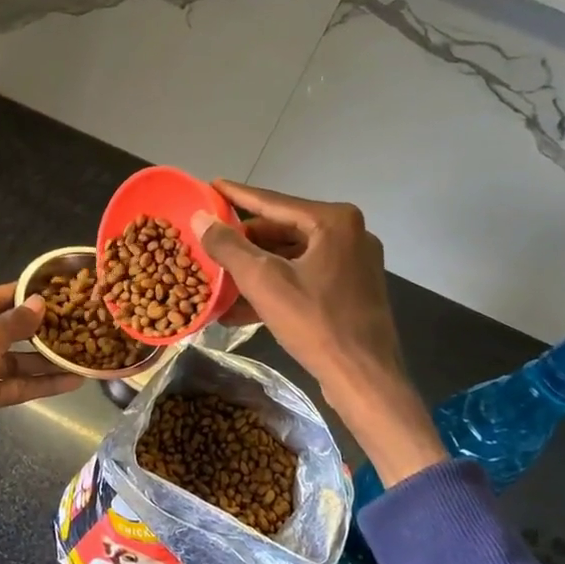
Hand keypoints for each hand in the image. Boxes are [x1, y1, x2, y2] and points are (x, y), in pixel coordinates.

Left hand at [0, 283, 82, 478]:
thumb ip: (12, 323)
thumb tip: (40, 303)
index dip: (22, 295)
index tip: (56, 290)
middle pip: (3, 329)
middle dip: (38, 329)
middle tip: (75, 321)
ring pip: (12, 359)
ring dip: (43, 359)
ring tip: (80, 352)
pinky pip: (13, 384)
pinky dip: (38, 383)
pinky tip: (70, 380)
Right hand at [193, 183, 448, 483]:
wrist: (364, 378)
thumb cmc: (315, 322)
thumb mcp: (262, 281)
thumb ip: (228, 246)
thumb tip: (199, 218)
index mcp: (333, 221)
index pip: (271, 201)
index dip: (235, 195)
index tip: (210, 185)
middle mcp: (348, 234)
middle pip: (281, 229)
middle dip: (243, 242)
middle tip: (209, 244)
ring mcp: (352, 263)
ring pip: (290, 256)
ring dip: (254, 269)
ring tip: (217, 277)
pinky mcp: (350, 289)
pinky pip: (303, 277)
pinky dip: (274, 287)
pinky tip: (239, 307)